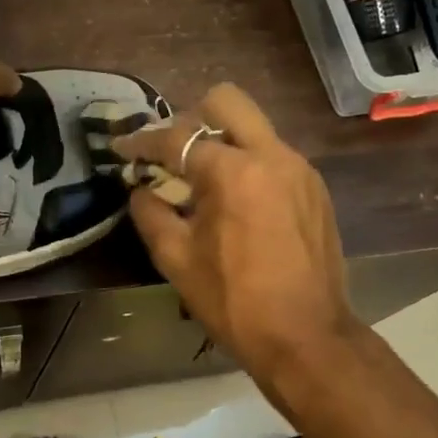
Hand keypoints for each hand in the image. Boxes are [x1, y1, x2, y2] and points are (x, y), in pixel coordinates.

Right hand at [114, 83, 356, 374]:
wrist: (305, 336)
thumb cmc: (233, 301)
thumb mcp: (176, 260)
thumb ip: (151, 214)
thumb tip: (141, 191)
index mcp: (233, 171)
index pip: (176, 138)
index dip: (141, 142)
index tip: (121, 149)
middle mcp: (271, 155)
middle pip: (226, 101)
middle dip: (191, 118)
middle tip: (172, 154)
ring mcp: (299, 169)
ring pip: (254, 128)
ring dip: (222, 142)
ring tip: (203, 183)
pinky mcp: (316, 189)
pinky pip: (274, 156)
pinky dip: (248, 165)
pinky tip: (237, 204)